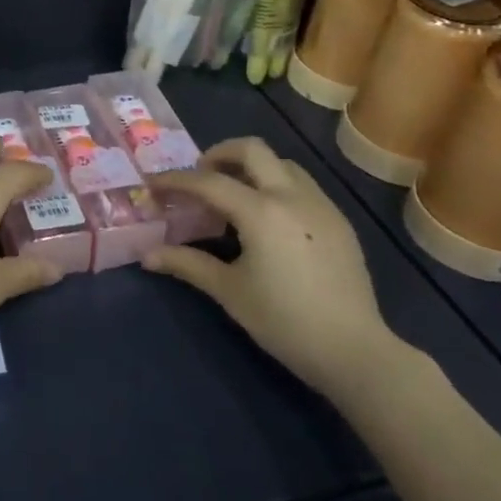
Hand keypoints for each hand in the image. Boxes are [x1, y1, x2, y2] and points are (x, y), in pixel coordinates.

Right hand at [144, 138, 402, 401]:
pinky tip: (270, 219)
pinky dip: (277, 186)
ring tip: (235, 196)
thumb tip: (147, 256)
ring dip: (252, 168)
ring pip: (281, 164)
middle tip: (201, 177)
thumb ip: (187, 264)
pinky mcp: (339, 221)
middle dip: (219, 154)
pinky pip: (303, 185)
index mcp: (261, 211)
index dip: (176, 180)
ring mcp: (320, 205)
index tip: (154, 184)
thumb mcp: (229, 291)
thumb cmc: (284, 321)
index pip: (208, 182)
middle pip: (252, 150)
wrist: (353, 350)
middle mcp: (291, 196)